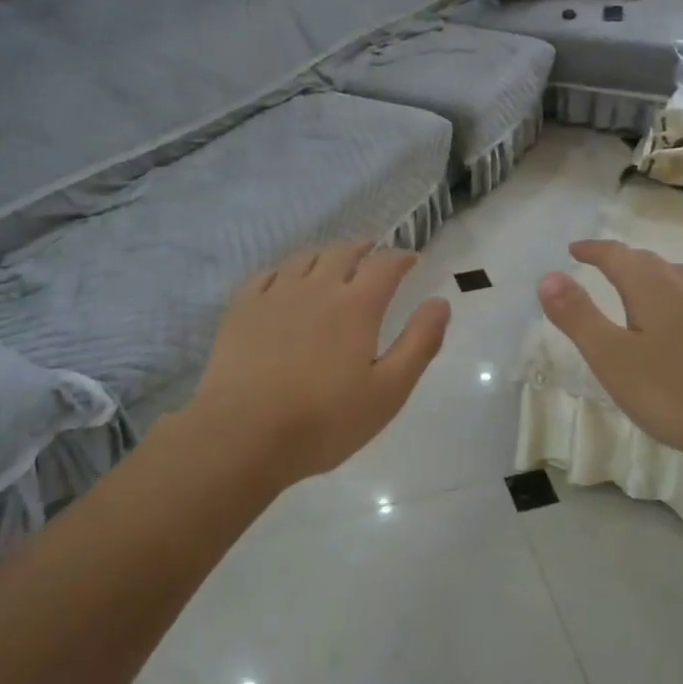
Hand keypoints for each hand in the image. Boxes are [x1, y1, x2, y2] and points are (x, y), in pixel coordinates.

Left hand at [188, 241, 450, 487]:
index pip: (385, 265)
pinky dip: (284, 270)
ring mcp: (275, 295)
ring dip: (325, 254)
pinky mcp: (242, 309)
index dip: (401, 257)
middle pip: (343, 252)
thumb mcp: (389, 391)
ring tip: (332, 262)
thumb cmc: (324, 420)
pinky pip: (266, 274)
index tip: (411, 259)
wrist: (242, 435)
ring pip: (304, 258)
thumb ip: (419, 343)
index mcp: (357, 306)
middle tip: (373, 254)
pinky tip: (284, 281)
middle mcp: (317, 288)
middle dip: (364, 249)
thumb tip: (440, 302)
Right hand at [537, 239, 682, 475]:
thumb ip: (578, 316)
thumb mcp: (612, 357)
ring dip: (652, 274)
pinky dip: (674, 296)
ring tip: (638, 285)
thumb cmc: (675, 392)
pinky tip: (678, 324)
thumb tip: (548, 276)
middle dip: (621, 259)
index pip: (617, 256)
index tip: (574, 249)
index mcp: (652, 288)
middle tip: (601, 265)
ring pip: (678, 277)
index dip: (593, 250)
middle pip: (649, 261)